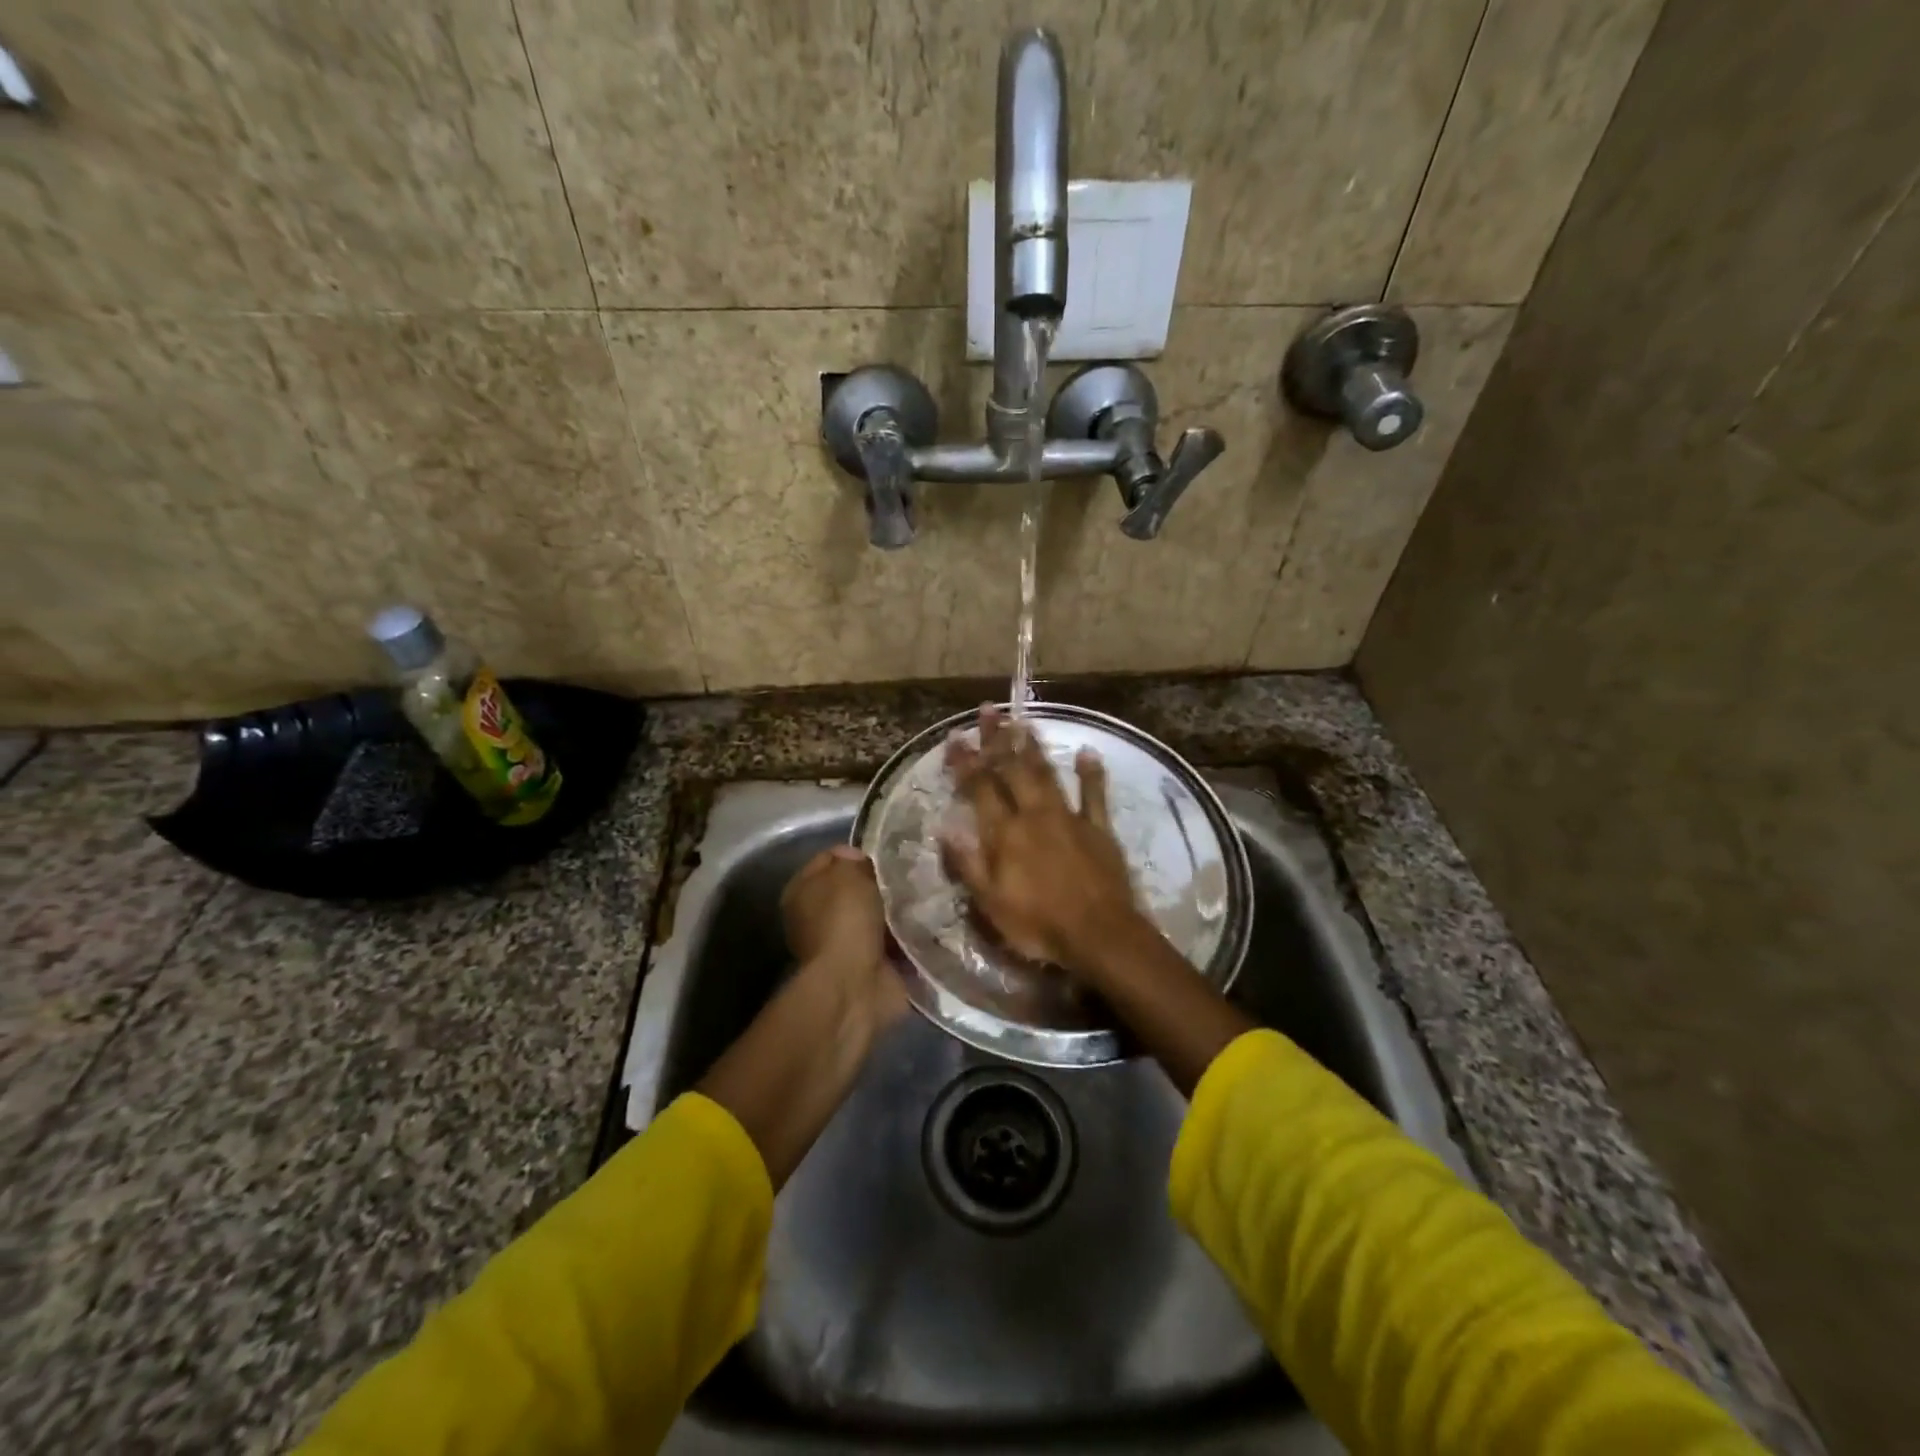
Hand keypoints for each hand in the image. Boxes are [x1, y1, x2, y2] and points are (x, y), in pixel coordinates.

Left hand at [781, 845, 908, 1030]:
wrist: (855, 983)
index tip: (886, 853)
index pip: (831, 858)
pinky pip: (896, 940)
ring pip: (879, 914)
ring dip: (899, 909)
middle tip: (911, 874)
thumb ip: (853, 860)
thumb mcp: (847, 873)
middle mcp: (819, 917)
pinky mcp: (871, 966)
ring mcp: (845, 944)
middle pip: (857, 889)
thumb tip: (860, 862)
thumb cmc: (845, 920)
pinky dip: (910, 935)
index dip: (857, 852)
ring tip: (926, 895)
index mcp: (802, 891)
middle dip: (883, 882)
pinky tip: (929, 921)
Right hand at [942, 705, 1153, 979]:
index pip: (980, 788)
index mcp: (1005, 833)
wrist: (1098, 934)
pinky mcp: (1098, 828)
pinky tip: (1088, 752)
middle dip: (998, 739)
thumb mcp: (990, 903)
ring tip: (1024, 720)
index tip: (956, 737)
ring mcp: (1069, 818)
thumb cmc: (1038, 924)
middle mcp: (1034, 815)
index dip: (966, 761)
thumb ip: (967, 862)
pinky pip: (1094, 794)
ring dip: (1034, 746)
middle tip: (989, 710)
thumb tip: (944, 827)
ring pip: (1047, 774)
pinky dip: (1091, 773)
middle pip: (1012, 770)